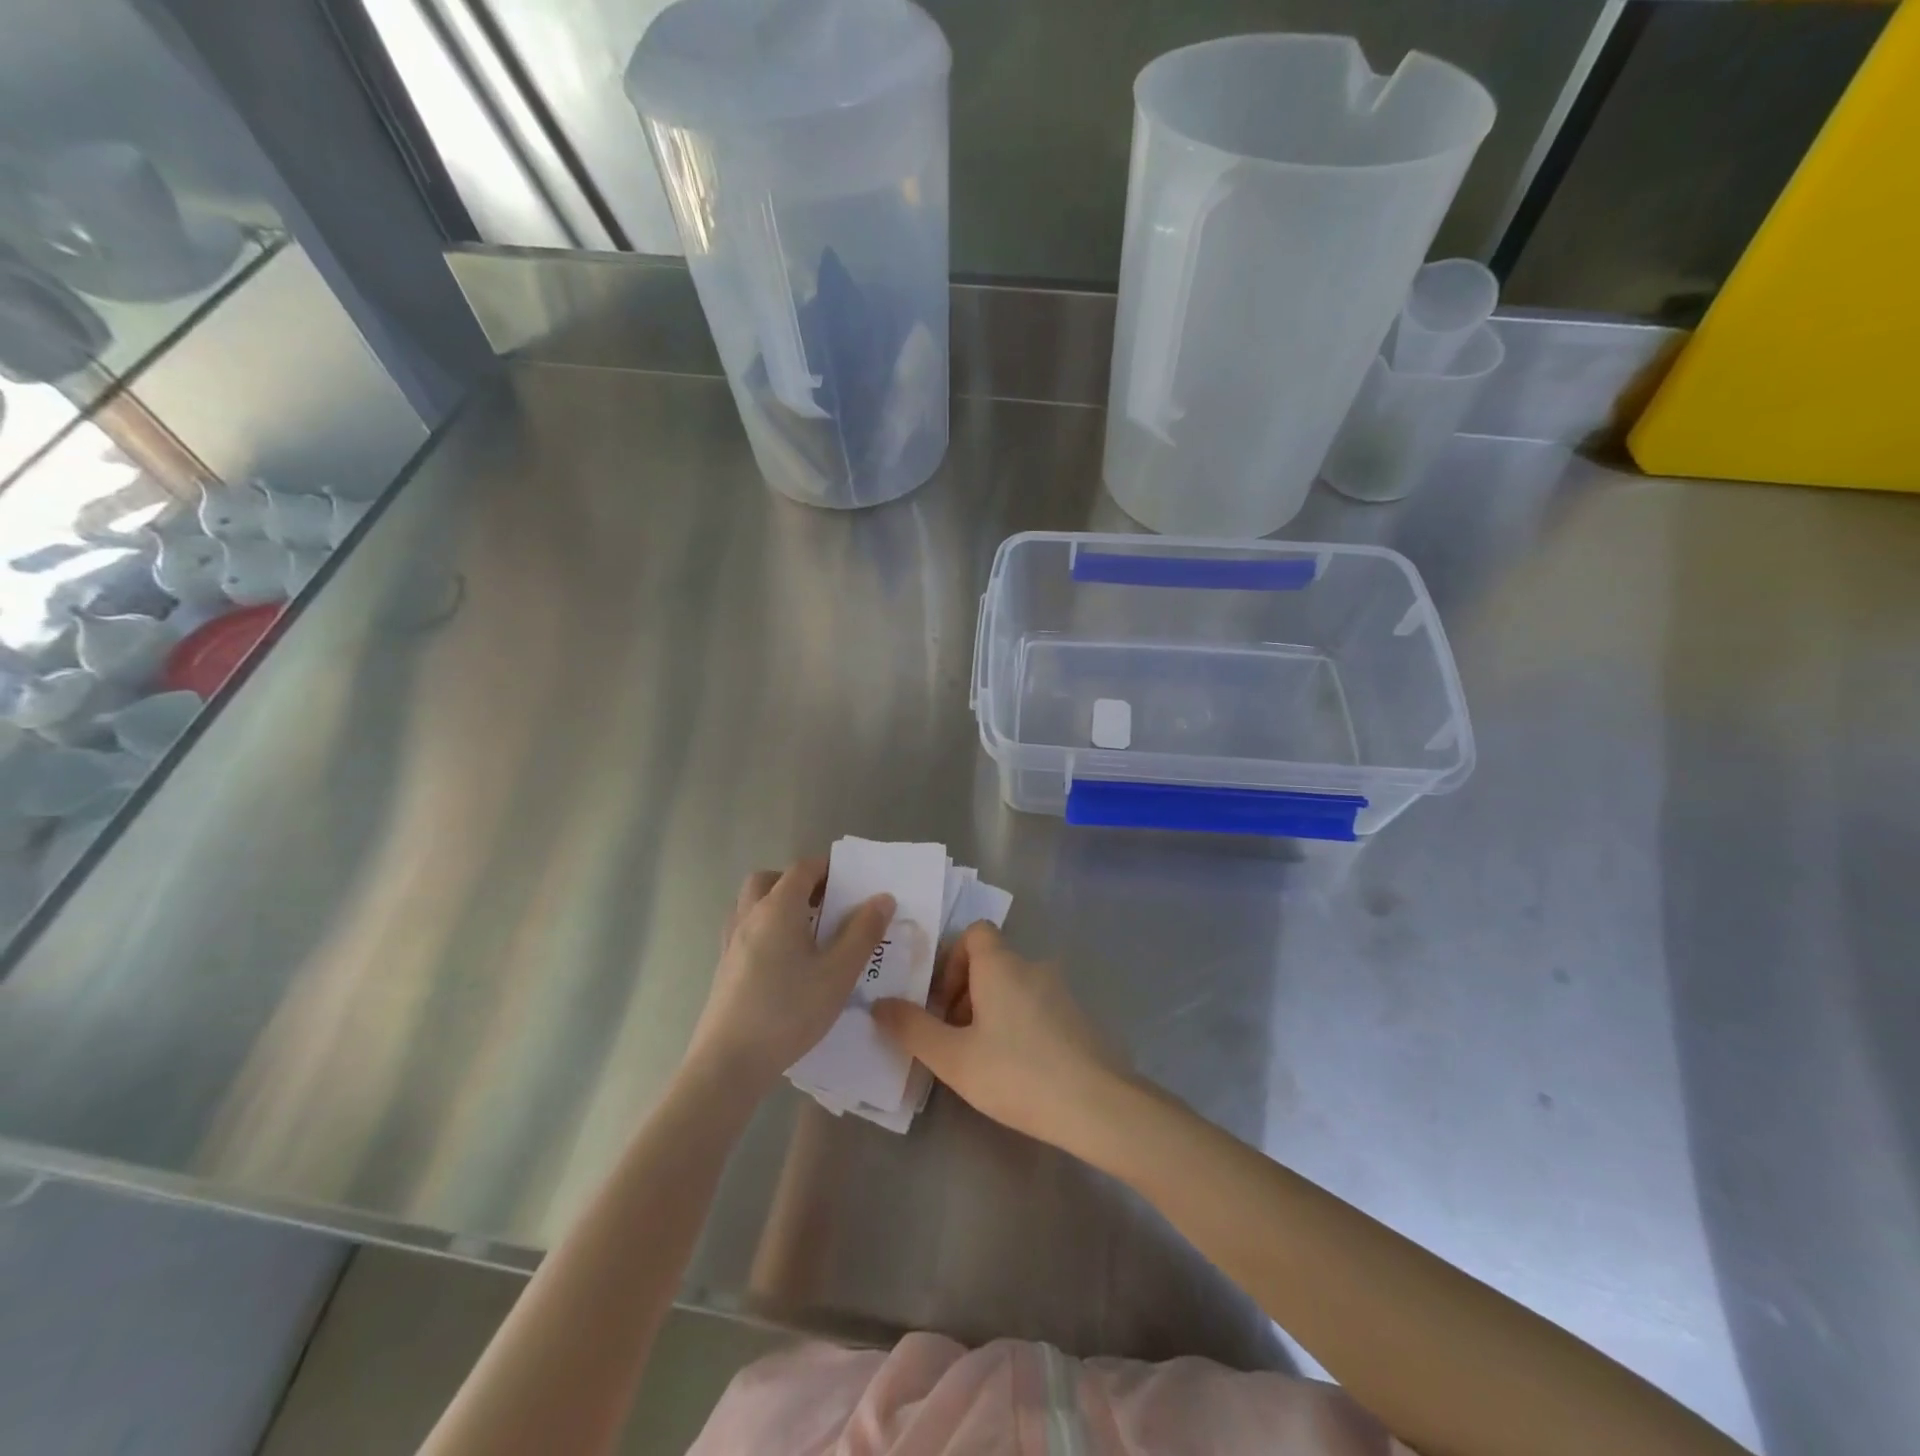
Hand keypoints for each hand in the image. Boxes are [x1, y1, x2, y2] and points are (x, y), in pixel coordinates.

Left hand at [685, 859, 894, 1092]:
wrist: (729, 1062)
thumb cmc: (789, 1011)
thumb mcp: (839, 973)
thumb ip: (863, 932)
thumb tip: (883, 898)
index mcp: (778, 908)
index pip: (802, 869)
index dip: (827, 867)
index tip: (851, 881)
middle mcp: (750, 915)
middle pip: (768, 879)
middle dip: (797, 882)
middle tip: (824, 904)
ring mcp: (731, 941)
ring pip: (751, 904)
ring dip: (776, 903)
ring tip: (806, 931)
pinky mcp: (723, 967)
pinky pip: (744, 929)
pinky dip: (764, 928)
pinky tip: (783, 960)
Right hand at [872, 923, 1132, 1153]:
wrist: (1097, 1105)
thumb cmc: (1017, 1073)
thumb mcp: (953, 1057)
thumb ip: (912, 1028)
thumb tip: (879, 1004)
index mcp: (1002, 965)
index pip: (975, 933)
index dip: (952, 960)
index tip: (942, 1002)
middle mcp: (1033, 967)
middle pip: (992, 963)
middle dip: (966, 994)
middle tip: (954, 1038)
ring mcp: (1061, 992)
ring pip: (1015, 987)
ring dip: (992, 1012)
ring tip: (983, 1059)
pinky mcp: (1079, 1018)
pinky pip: (1038, 1008)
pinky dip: (1020, 1025)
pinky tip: (1018, 1069)